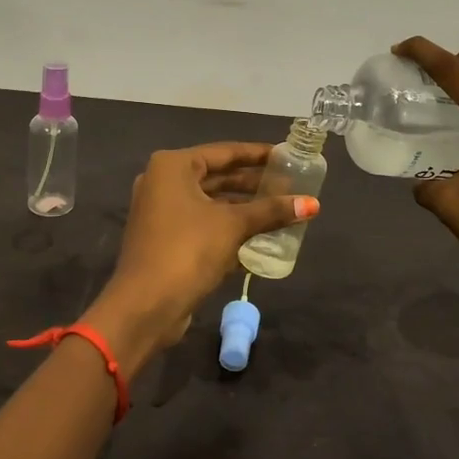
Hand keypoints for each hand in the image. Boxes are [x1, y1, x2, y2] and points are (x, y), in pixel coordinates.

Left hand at [83, 142, 317, 371]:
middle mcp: (163, 183)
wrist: (145, 305)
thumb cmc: (187, 251)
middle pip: (217, 177)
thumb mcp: (232, 226)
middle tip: (289, 184)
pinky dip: (228, 228)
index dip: (257, 154)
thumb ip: (271, 211)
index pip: (223, 152)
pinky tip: (260, 238)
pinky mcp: (166, 239)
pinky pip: (203, 224)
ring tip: (281, 210)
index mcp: (173, 167)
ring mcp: (161, 212)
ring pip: (211, 203)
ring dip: (243, 208)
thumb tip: (313, 204)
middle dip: (252, 183)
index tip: (286, 155)